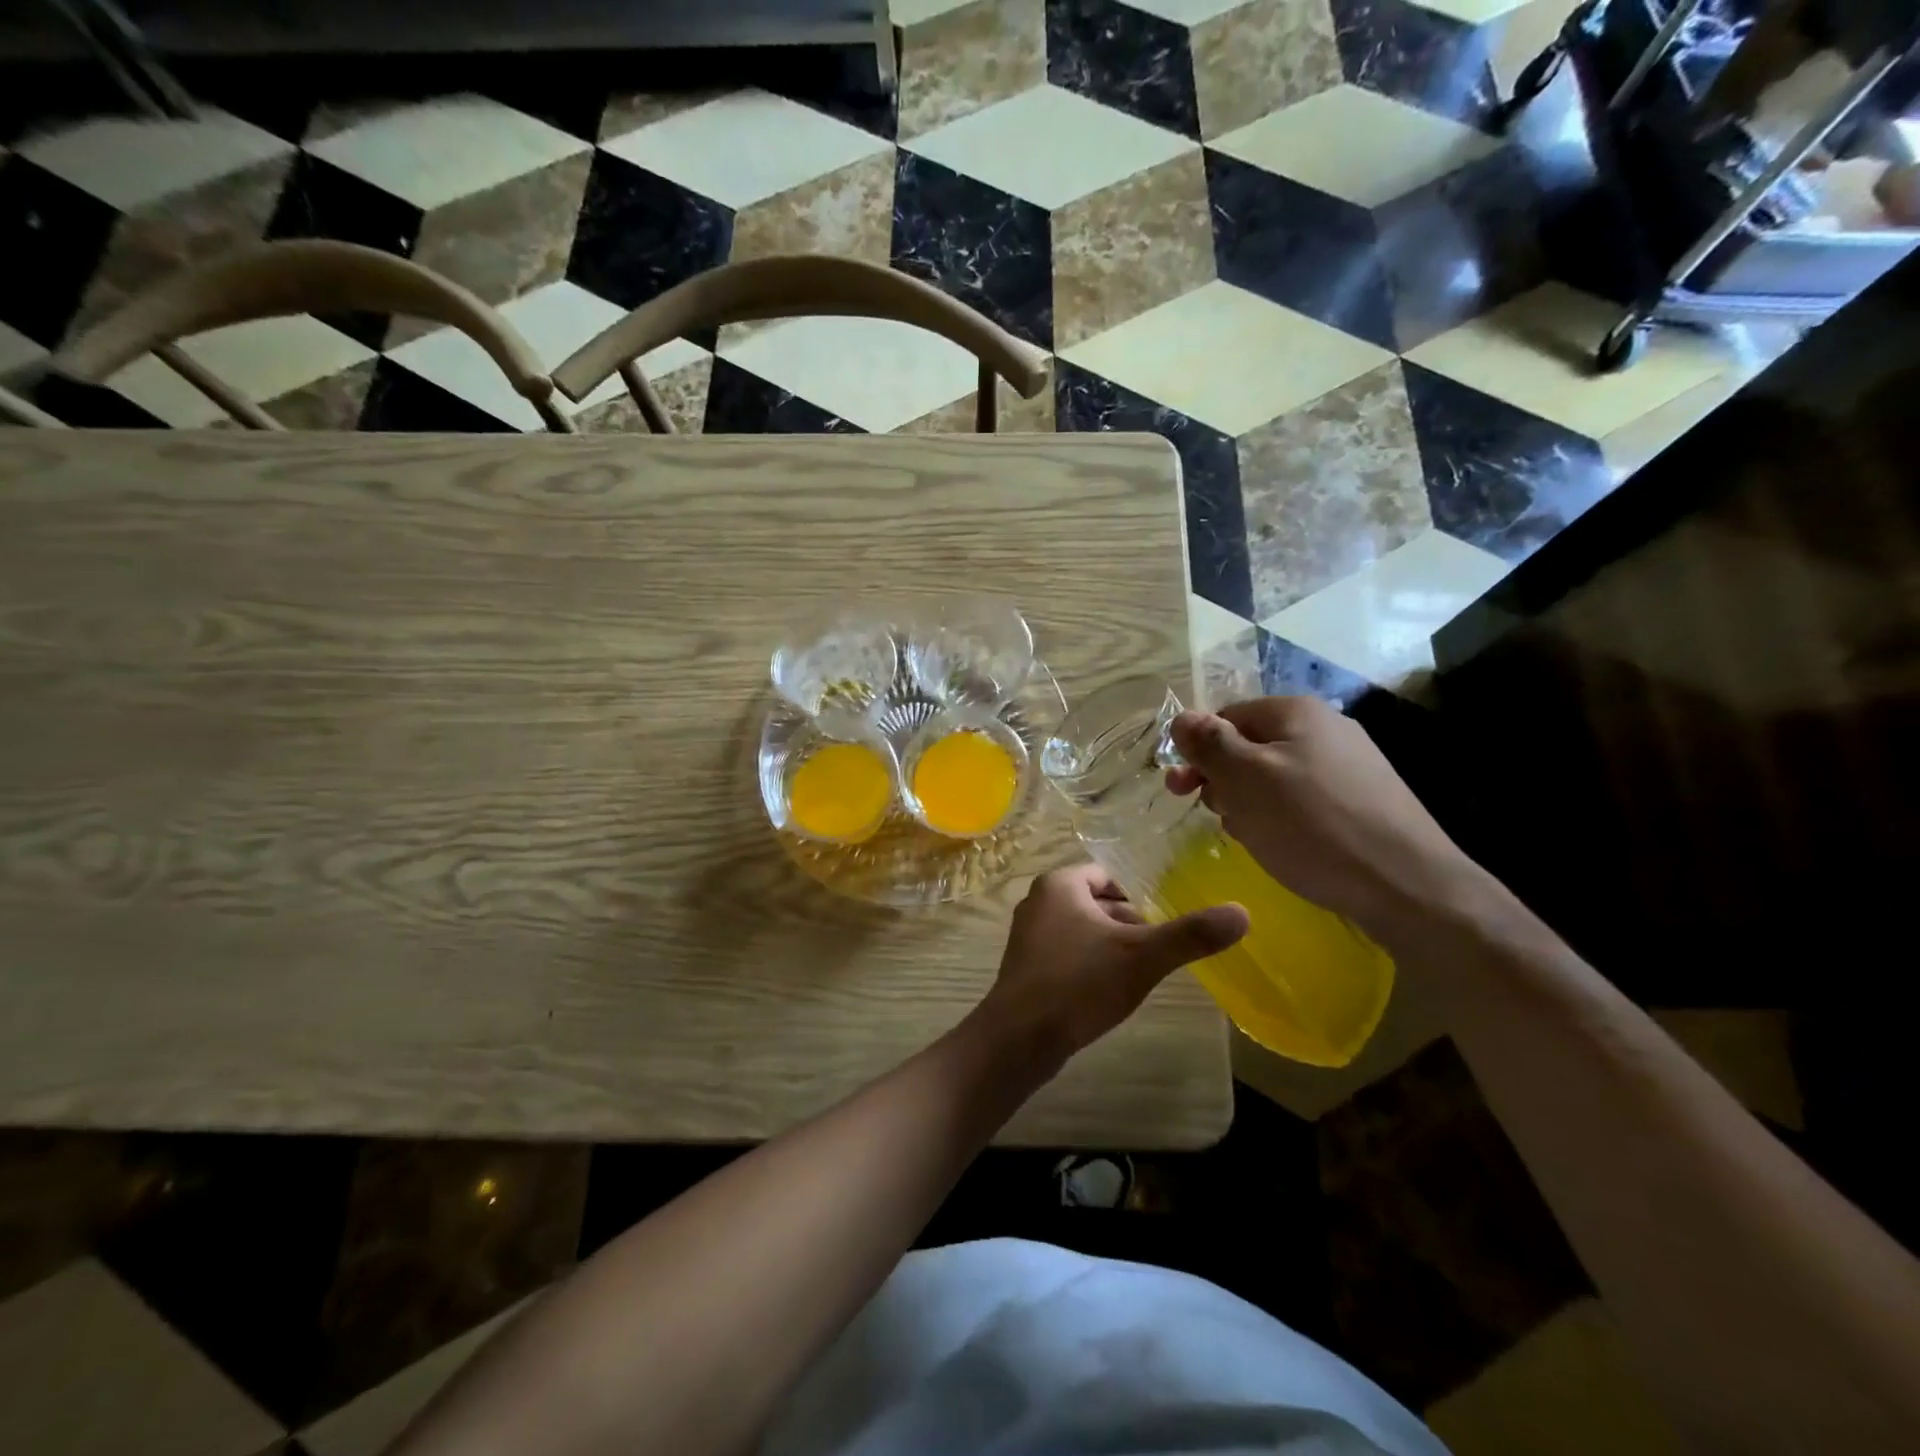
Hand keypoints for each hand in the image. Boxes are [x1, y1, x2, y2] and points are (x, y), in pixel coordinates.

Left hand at [980, 864, 1247, 1062]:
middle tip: (1162, 945)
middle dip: (1129, 921)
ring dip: (1111, 944)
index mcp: (1060, 884)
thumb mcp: (1141, 956)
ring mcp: (1028, 936)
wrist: (1019, 1038)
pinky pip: (1068, 953)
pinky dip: (1091, 963)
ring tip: (1144, 969)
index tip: (1168, 914)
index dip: (1141, 892)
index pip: (1109, 874)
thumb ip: (1190, 935)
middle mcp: (1039, 902)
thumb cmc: (1079, 983)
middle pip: (1096, 901)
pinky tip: (1111, 989)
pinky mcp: (1027, 968)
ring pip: (1082, 929)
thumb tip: (1243, 912)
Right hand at [1166, 697, 1482, 942]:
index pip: (1224, 717)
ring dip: (1251, 804)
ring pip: (1275, 778)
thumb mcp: (1245, 780)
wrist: (1406, 885)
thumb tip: (1182, 718)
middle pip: (1250, 747)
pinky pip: (1305, 800)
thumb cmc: (1312, 825)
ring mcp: (1350, 764)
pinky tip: (1289, 847)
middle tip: (1221, 817)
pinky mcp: (1365, 800)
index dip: (1198, 752)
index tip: (1181, 791)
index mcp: (1295, 712)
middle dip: (1225, 781)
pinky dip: (1285, 819)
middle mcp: (1326, 728)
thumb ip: (1209, 744)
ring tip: (1256, 837)